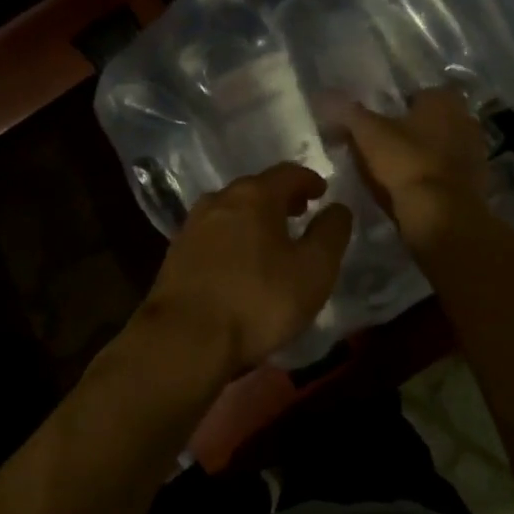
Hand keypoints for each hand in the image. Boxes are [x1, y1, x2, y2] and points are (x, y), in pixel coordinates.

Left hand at [142, 164, 351, 374]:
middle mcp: (218, 201)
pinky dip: (232, 239)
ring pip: (230, 211)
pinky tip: (239, 263)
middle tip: (299, 213)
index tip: (322, 192)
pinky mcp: (175, 255)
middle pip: (255, 189)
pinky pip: (213, 235)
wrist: (184, 340)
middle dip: (280, 198)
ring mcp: (192, 227)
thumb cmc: (258, 301)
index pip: (287, 173)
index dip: (308, 180)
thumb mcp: (313, 270)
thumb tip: (338, 208)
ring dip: (253, 218)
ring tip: (270, 239)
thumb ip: (331, 233)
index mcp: (254, 196)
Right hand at [339, 87, 489, 248]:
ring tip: (397, 173)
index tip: (379, 125)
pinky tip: (415, 191)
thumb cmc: (406, 163)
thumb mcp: (368, 134)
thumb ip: (348, 113)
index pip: (419, 94)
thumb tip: (324, 96)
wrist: (441, 215)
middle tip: (386, 148)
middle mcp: (466, 119)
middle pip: (433, 121)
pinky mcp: (478, 182)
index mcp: (444, 100)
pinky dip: (435, 179)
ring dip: (425, 156)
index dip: (398, 108)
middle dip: (414, 131)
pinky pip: (449, 173)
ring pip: (442, 147)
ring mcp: (476, 152)